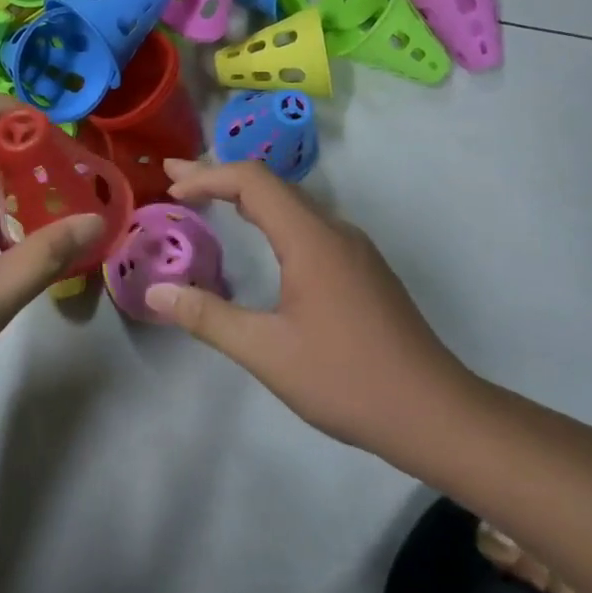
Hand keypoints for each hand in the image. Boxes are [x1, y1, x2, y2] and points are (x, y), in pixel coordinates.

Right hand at [147, 158, 478, 468]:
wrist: (436, 414)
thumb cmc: (347, 379)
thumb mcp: (267, 352)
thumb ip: (208, 317)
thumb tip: (155, 293)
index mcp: (311, 239)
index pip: (253, 181)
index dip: (207, 178)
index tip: (171, 192)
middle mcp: (335, 231)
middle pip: (271, 185)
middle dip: (218, 178)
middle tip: (173, 178)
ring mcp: (354, 249)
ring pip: (292, 205)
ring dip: (246, 198)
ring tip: (207, 201)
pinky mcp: (362, 270)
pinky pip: (308, 225)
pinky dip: (270, 218)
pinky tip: (260, 239)